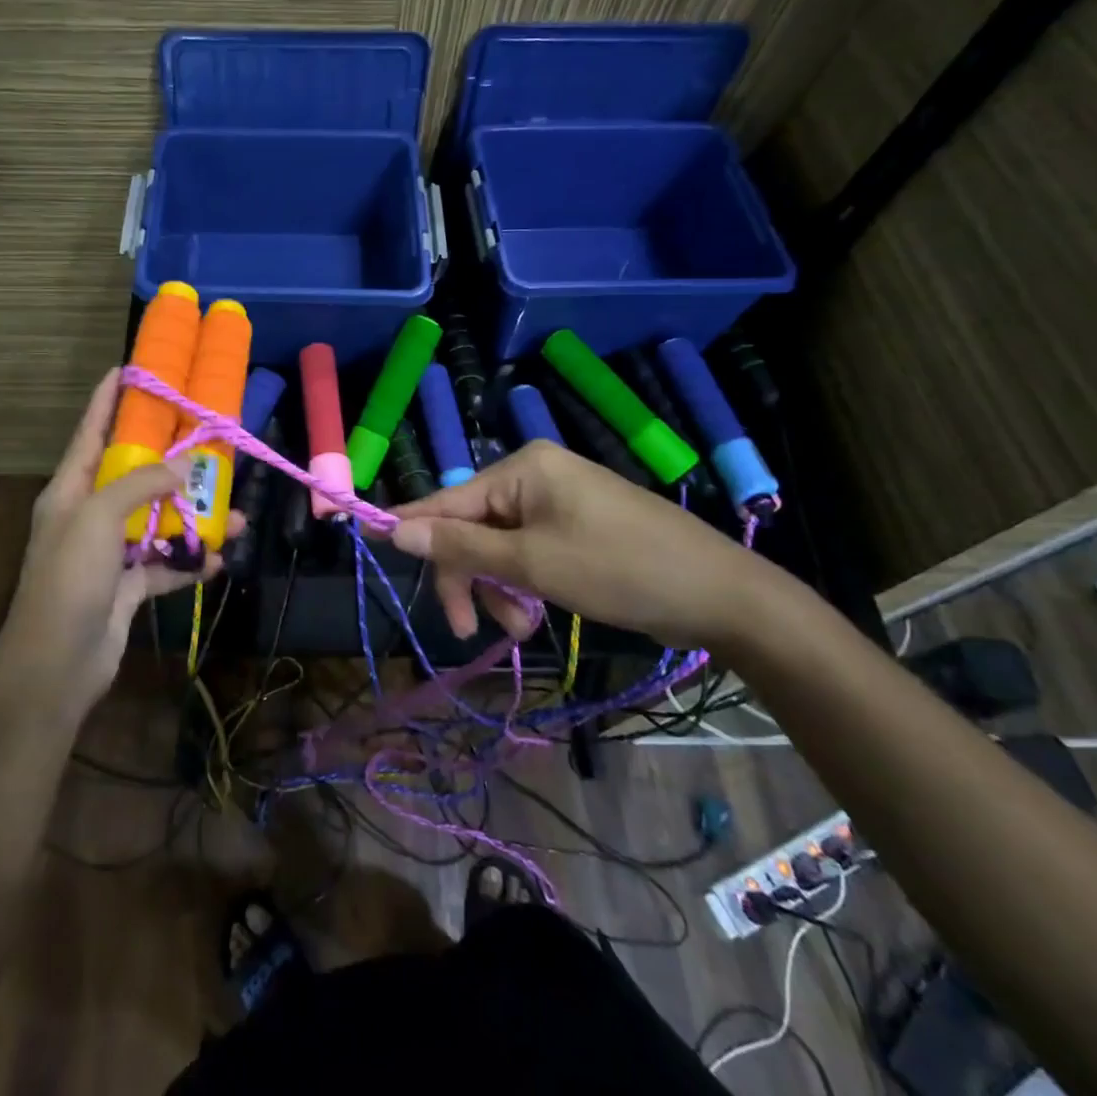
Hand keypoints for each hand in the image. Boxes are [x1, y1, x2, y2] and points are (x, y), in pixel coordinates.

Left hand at [0, 368, 240, 712]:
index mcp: (71, 489)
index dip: (110, 398)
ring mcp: (109, 552)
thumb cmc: (70, 579)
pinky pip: (164, 564)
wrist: (56, 665)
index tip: (134, 367)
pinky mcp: (127, 586)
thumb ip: (143, 484)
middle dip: (171, 458)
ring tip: (235, 513)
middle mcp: (90, 514)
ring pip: (157, 520)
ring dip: (194, 517)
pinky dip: (190, 562)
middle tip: (209, 437)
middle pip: (133, 473)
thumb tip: (186, 464)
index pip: (91, 430)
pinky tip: (219, 559)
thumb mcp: (100, 518)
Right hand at [389, 440, 773, 646]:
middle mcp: (536, 476)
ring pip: (500, 545)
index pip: (448, 499)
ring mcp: (559, 501)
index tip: (374, 548)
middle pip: (473, 527)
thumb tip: (393, 528)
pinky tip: (537, 615)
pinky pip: (529, 551)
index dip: (412, 528)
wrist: (723, 596)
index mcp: (524, 469)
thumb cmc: (620, 569)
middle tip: (469, 629)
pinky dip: (524, 584)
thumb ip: (460, 547)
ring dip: (499, 588)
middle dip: (470, 577)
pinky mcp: (577, 527)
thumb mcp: (532, 564)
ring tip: (521, 628)